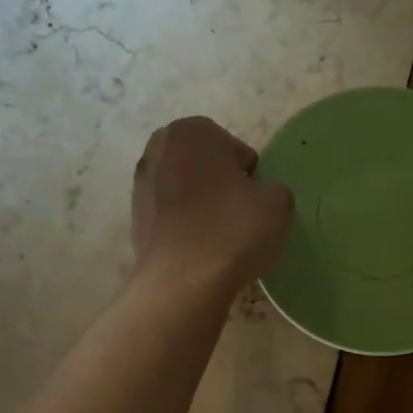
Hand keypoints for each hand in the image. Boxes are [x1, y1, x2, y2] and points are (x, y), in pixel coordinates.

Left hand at [132, 117, 290, 294]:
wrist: (183, 281)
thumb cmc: (232, 230)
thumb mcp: (277, 203)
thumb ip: (273, 187)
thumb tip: (259, 195)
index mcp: (193, 131)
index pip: (234, 148)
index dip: (249, 175)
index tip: (254, 200)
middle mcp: (159, 148)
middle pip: (204, 163)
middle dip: (221, 182)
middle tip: (239, 213)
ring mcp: (141, 182)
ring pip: (185, 187)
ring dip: (201, 203)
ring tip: (219, 234)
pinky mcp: (135, 216)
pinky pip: (171, 213)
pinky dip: (185, 223)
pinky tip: (199, 247)